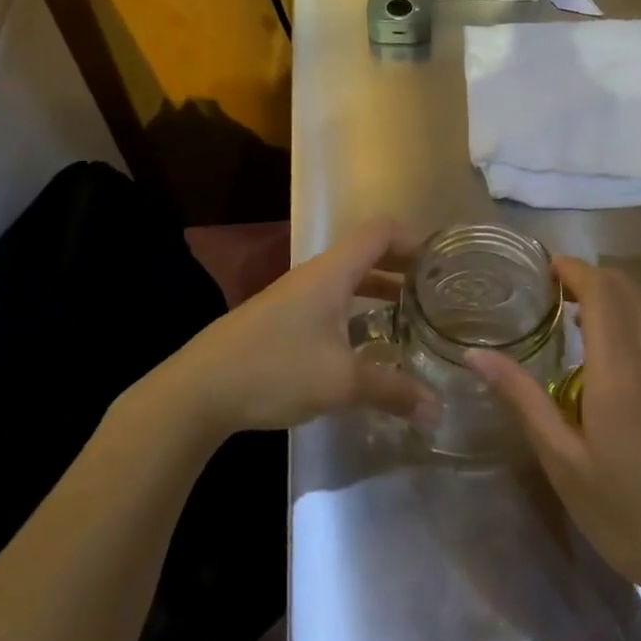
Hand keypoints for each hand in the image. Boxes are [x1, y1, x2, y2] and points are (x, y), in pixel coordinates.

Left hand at [161, 217, 439, 435]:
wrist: (198, 390)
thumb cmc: (274, 370)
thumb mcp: (341, 383)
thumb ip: (393, 391)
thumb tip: (438, 410)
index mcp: (332, 273)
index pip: (380, 231)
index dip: (414, 237)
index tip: (443, 262)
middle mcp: (315, 275)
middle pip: (366, 251)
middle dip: (403, 265)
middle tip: (436, 290)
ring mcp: (294, 296)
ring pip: (347, 279)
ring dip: (380, 290)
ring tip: (411, 315)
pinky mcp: (281, 319)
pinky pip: (331, 301)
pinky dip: (357, 310)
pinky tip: (366, 344)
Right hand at [469, 258, 640, 621]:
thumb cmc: (627, 515)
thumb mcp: (563, 463)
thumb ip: (523, 398)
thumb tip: (476, 354)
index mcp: (619, 373)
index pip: (601, 291)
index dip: (574, 270)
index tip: (546, 270)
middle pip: (627, 289)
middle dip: (592, 279)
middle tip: (559, 295)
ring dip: (622, 296)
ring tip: (594, 316)